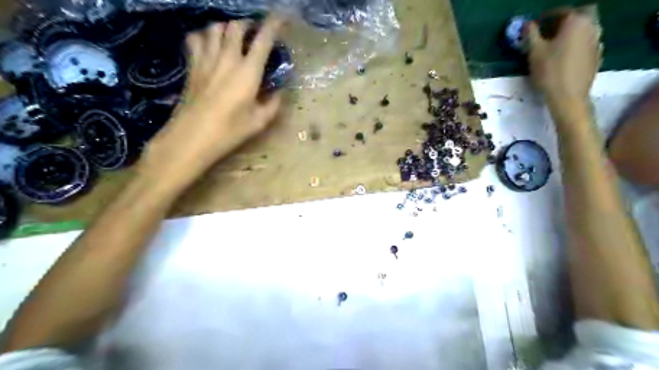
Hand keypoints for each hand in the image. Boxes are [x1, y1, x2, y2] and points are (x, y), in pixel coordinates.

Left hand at [143, 17, 280, 182]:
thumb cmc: (230, 131)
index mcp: (248, 71)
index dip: (274, 25)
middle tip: (255, 33)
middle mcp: (227, 58)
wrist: (192, 136)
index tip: (282, 18)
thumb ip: (273, 103)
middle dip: (249, 24)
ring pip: (215, 27)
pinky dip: (204, 35)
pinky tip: (209, 45)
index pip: (263, 39)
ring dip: (227, 27)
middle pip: (236, 26)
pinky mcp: (192, 65)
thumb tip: (279, 91)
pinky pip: (195, 39)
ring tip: (234, 37)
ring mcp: (206, 59)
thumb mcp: (259, 121)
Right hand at [529, 11, 600, 105]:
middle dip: (565, 19)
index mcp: (576, 22)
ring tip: (556, 43)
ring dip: (572, 31)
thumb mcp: (534, 52)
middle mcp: (591, 26)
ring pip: (586, 28)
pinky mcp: (597, 55)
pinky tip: (566, 55)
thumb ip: (531, 35)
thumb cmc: (549, 72)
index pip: (562, 11)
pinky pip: (587, 42)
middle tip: (550, 29)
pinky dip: (577, 43)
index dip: (547, 16)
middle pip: (581, 14)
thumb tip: (527, 24)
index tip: (536, 24)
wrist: (568, 96)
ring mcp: (597, 41)